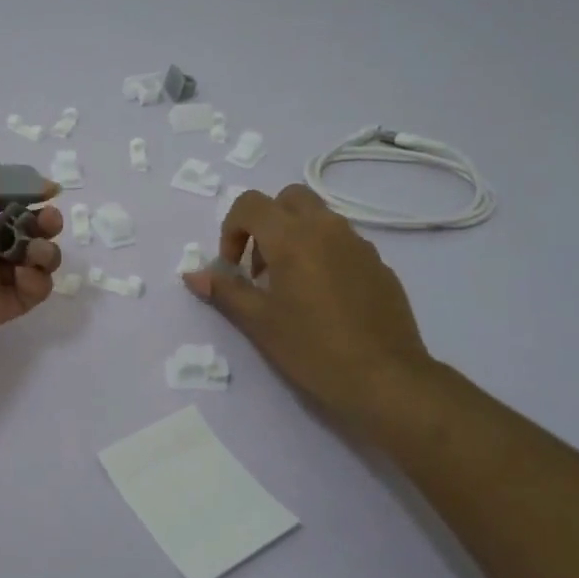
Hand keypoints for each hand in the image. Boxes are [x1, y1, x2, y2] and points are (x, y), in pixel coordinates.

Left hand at [0, 145, 62, 366]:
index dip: (25, 190)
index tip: (49, 191)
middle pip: (20, 227)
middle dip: (43, 221)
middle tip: (49, 221)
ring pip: (29, 260)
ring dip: (45, 251)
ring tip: (36, 253)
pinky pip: (28, 293)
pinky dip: (35, 283)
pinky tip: (24, 277)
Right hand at [182, 185, 438, 442]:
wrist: (386, 379)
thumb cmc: (312, 349)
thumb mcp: (259, 322)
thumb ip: (225, 291)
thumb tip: (192, 275)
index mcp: (292, 237)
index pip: (250, 204)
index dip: (231, 229)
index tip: (232, 267)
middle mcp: (327, 228)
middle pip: (288, 198)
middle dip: (266, 222)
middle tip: (259, 266)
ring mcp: (358, 244)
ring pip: (319, 218)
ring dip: (295, 236)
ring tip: (289, 285)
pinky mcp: (379, 264)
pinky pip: (343, 242)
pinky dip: (323, 253)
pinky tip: (323, 299)